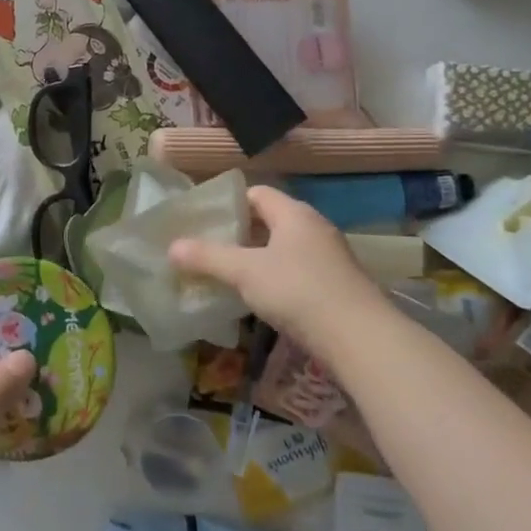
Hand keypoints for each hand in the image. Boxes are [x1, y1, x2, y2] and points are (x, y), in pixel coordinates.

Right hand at [169, 185, 384, 343]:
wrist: (359, 337)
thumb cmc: (297, 290)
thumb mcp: (245, 272)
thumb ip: (207, 257)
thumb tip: (171, 247)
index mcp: (294, 213)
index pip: (256, 193)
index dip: (228, 203)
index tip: (203, 219)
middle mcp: (314, 228)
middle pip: (269, 221)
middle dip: (238, 233)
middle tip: (207, 247)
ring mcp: (328, 257)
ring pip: (283, 248)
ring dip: (256, 258)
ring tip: (226, 273)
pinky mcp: (335, 285)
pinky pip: (296, 271)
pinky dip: (274, 278)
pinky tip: (257, 297)